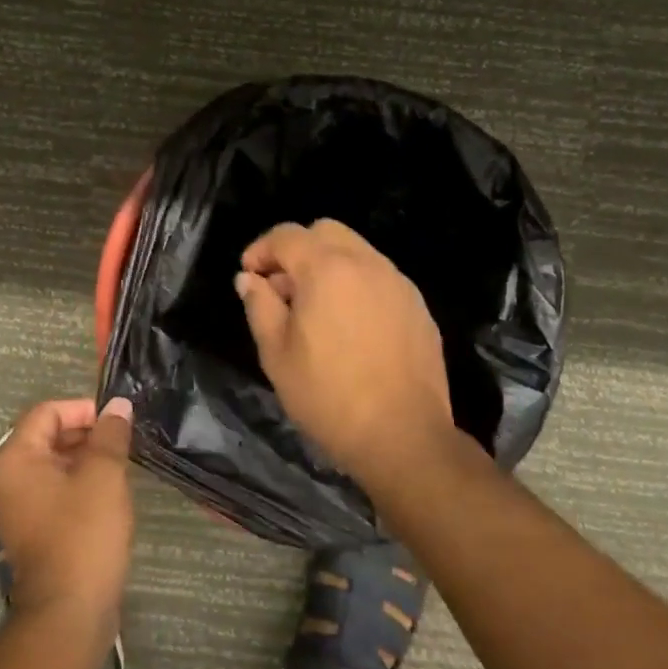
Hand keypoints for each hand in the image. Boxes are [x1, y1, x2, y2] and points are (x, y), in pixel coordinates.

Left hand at [0, 397, 134, 627]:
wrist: (68, 613)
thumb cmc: (84, 534)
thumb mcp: (103, 476)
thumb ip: (110, 435)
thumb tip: (117, 406)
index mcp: (15, 459)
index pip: (46, 412)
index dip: (82, 409)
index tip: (116, 420)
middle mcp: (7, 479)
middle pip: (45, 437)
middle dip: (85, 433)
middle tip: (122, 441)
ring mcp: (16, 508)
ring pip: (51, 466)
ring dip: (84, 459)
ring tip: (120, 465)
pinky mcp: (30, 532)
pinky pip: (52, 492)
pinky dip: (77, 484)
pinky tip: (108, 493)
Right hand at [234, 220, 456, 488]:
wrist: (403, 436)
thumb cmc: (328, 396)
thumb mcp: (276, 354)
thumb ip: (259, 306)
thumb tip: (249, 279)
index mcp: (327, 269)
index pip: (287, 235)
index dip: (261, 249)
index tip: (249, 275)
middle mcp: (367, 264)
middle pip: (326, 232)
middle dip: (297, 250)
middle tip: (282, 289)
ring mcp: (398, 283)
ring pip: (357, 252)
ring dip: (329, 266)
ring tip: (316, 310)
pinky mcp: (418, 307)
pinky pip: (380, 278)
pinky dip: (357, 285)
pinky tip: (350, 326)